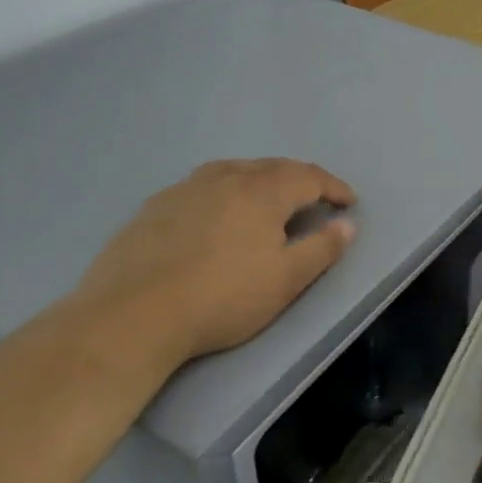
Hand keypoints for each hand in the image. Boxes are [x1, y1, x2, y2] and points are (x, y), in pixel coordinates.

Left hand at [75, 159, 356, 370]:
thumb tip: (347, 225)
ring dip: (260, 179)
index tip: (349, 203)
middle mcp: (225, 178)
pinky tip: (216, 212)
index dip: (333, 187)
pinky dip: (224, 190)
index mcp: (262, 191)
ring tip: (268, 198)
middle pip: (272, 167)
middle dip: (300, 179)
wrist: (132, 315)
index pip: (309, 177)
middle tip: (315, 197)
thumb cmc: (222, 298)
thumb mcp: (286, 280)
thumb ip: (322, 249)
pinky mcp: (154, 206)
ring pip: (234, 171)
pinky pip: (202, 186)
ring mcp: (185, 188)